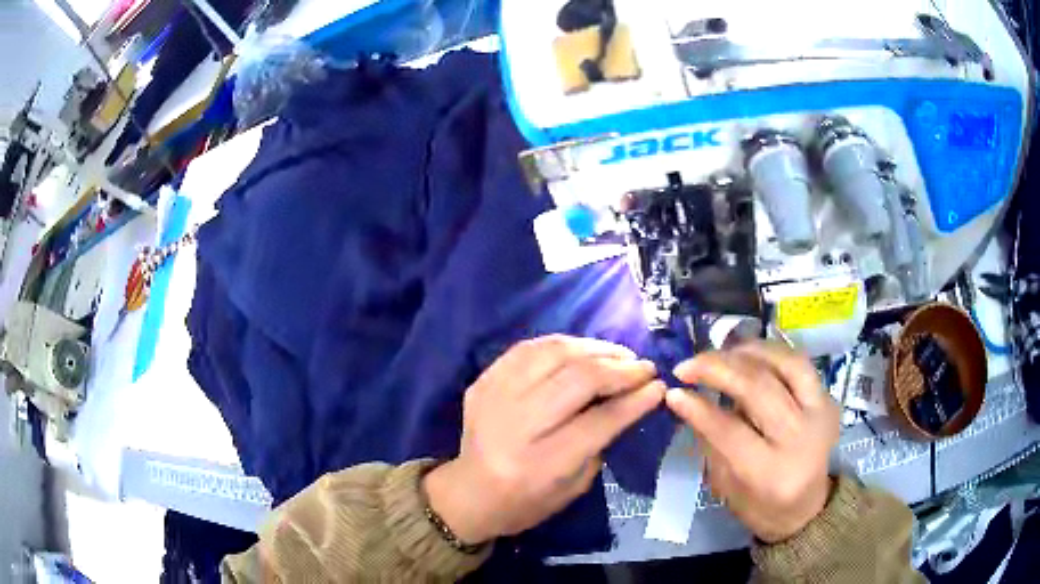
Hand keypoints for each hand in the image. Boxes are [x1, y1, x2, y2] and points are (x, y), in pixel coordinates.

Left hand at [424, 335, 664, 543]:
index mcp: (543, 463)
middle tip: (644, 367)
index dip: (635, 399)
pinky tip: (584, 350)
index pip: (600, 421)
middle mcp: (517, 425)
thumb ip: (602, 440)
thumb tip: (631, 397)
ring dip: (595, 348)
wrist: (470, 492)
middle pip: (578, 380)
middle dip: (620, 368)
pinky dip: (563, 344)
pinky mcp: (483, 381)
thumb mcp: (575, 485)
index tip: (658, 386)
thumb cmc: (529, 500)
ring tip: (619, 355)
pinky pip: (528, 348)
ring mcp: (495, 396)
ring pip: (554, 353)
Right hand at [664, 341, 839, 542]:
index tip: (673, 391)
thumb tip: (687, 400)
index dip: (698, 408)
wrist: (808, 508)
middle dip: (717, 369)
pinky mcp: (828, 399)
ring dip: (745, 352)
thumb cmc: (761, 507)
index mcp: (771, 475)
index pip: (730, 431)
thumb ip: (711, 443)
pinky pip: (800, 363)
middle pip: (758, 389)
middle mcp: (800, 439)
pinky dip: (770, 352)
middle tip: (687, 366)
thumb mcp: (727, 487)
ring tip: (718, 353)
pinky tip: (747, 352)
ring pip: (784, 365)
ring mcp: (820, 414)